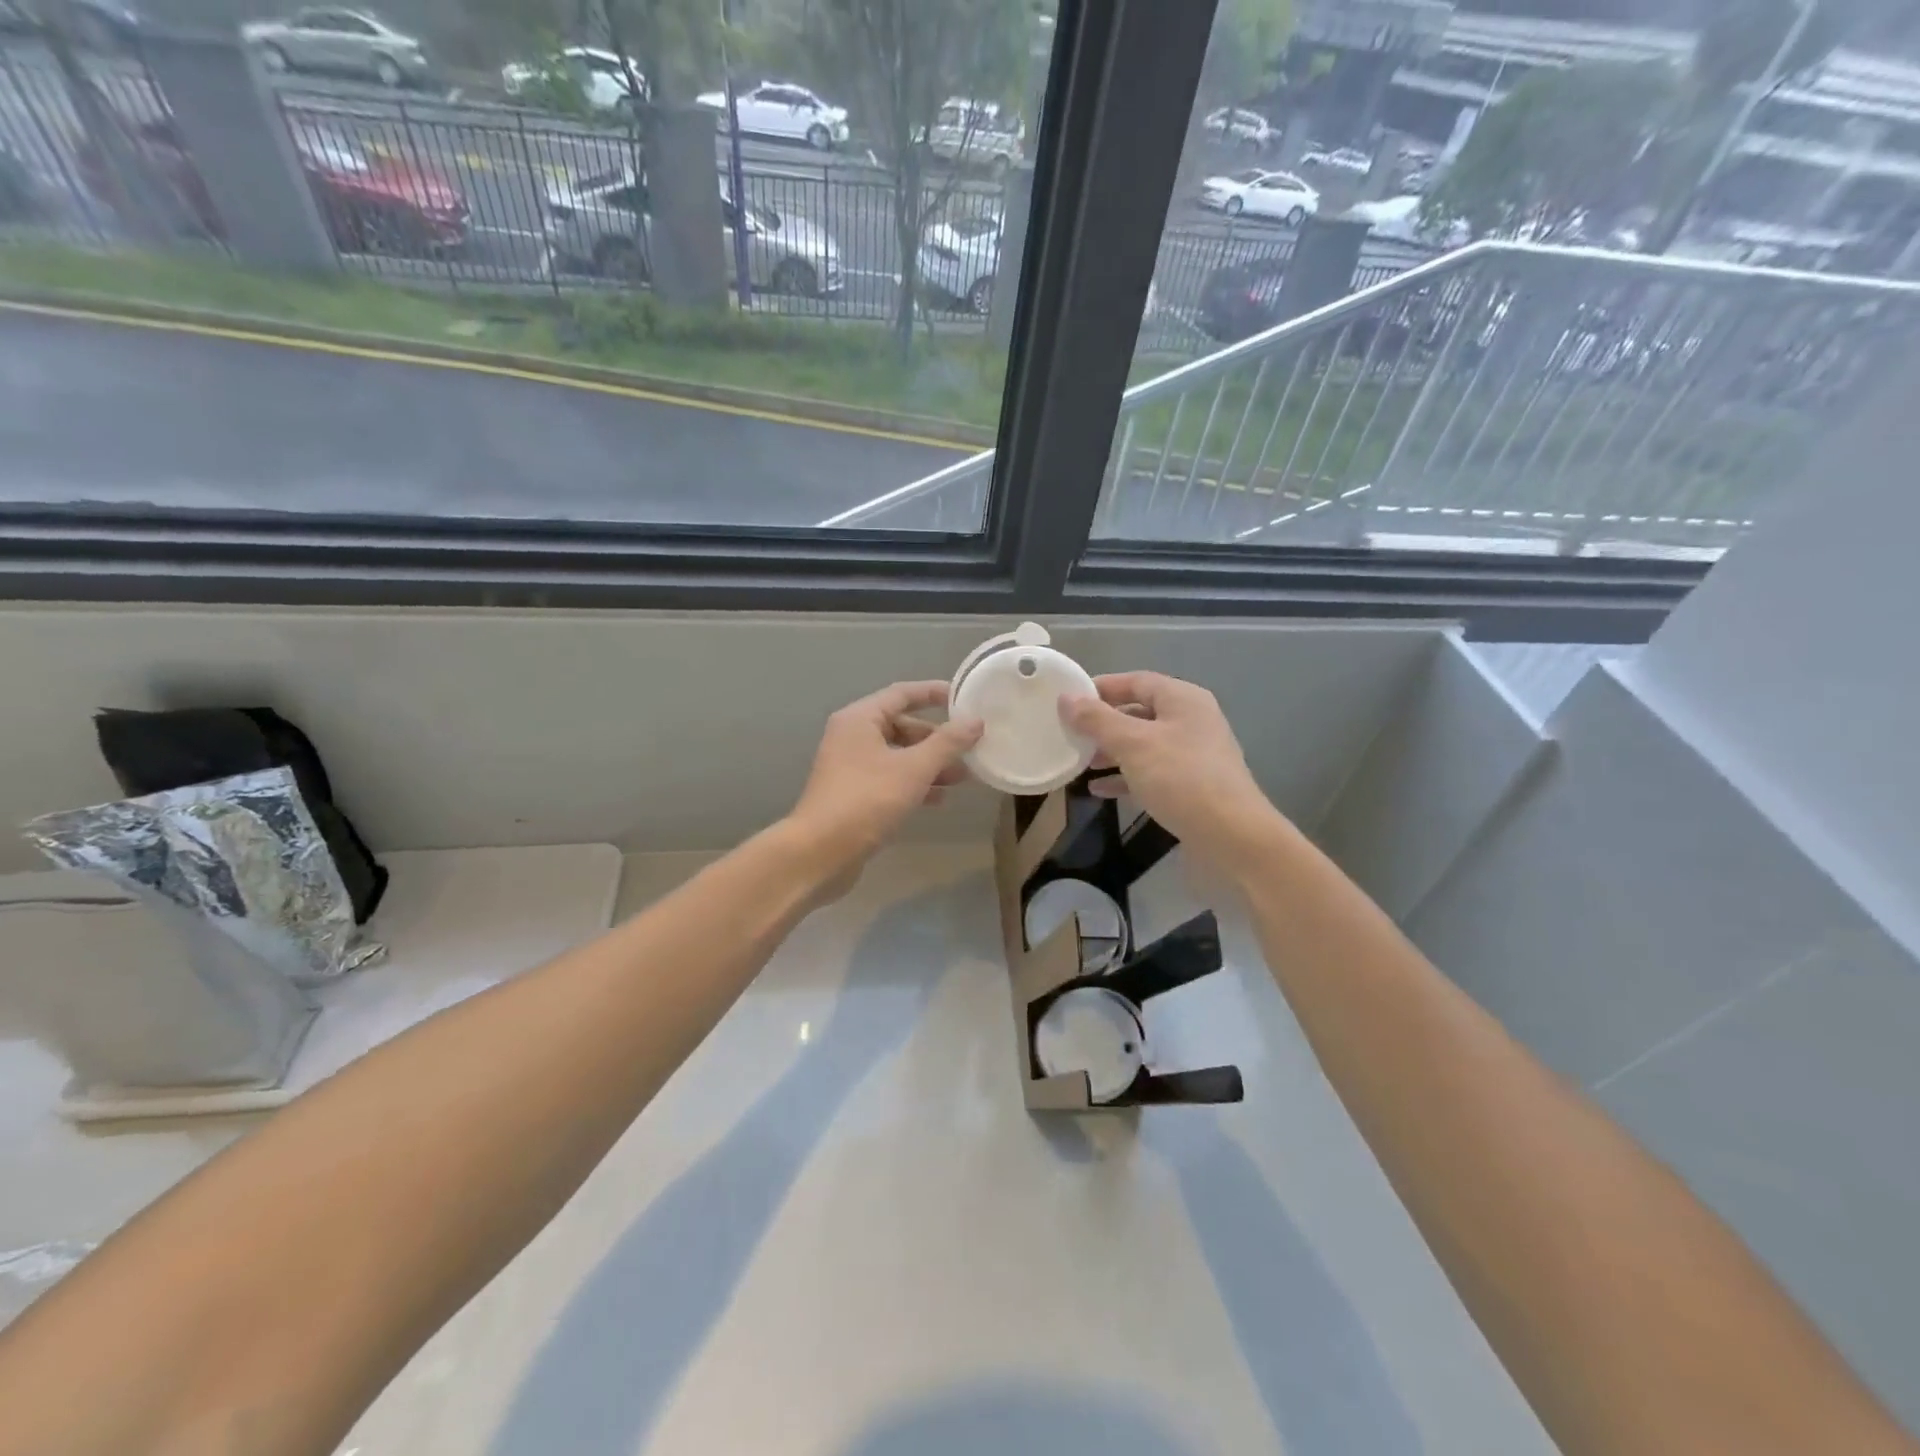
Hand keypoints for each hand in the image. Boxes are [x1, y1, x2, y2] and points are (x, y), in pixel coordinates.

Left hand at [788, 681, 983, 879]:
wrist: (820, 852)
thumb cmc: (867, 800)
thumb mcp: (914, 769)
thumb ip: (947, 743)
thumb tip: (976, 721)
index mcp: (860, 719)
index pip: (902, 694)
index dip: (933, 693)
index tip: (964, 699)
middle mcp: (851, 736)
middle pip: (901, 726)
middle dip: (937, 738)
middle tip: (969, 749)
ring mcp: (850, 767)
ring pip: (898, 755)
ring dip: (929, 763)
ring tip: (962, 778)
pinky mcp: (853, 794)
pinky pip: (890, 778)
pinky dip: (914, 783)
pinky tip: (938, 799)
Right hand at [1058, 671, 1283, 869]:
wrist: (1232, 836)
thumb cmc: (1181, 779)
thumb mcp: (1133, 744)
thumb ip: (1097, 720)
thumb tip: (1066, 698)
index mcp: (1182, 700)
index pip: (1135, 681)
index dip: (1101, 687)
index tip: (1068, 700)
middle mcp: (1190, 720)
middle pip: (1138, 712)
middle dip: (1103, 723)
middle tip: (1069, 733)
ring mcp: (1192, 754)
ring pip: (1143, 744)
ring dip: (1111, 751)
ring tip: (1080, 762)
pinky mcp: (1191, 785)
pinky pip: (1151, 771)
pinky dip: (1125, 776)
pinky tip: (1099, 790)